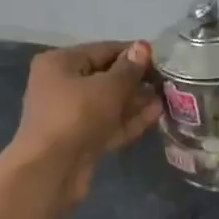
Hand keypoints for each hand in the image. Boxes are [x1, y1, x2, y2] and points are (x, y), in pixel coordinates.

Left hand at [9, 40, 162, 201]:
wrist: (51, 170)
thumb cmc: (77, 116)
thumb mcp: (108, 87)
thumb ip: (129, 69)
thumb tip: (143, 48)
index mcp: (60, 63)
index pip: (102, 50)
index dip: (133, 52)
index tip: (161, 57)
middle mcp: (61, 85)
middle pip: (105, 77)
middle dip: (136, 79)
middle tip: (168, 80)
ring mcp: (69, 115)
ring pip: (108, 103)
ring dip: (136, 101)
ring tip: (167, 96)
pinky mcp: (80, 140)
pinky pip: (108, 123)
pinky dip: (129, 119)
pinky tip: (157, 114)